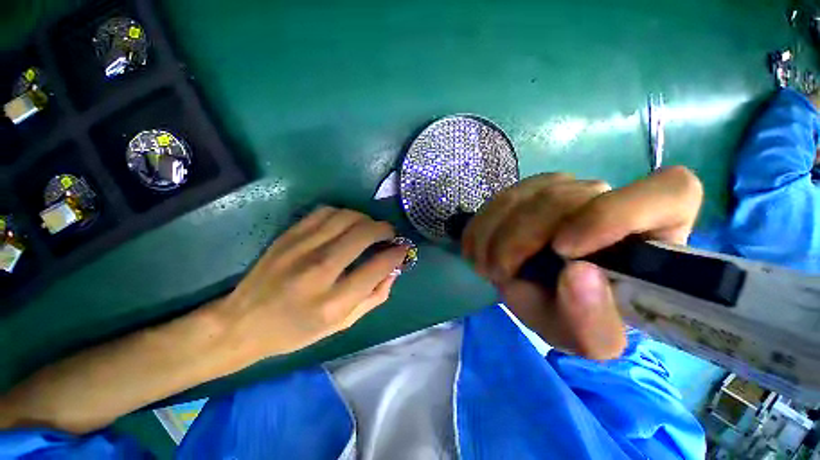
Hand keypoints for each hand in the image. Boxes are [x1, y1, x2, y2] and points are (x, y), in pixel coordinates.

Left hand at [215, 207, 407, 358]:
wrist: (242, 323)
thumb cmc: (295, 331)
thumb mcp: (341, 325)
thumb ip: (374, 297)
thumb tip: (394, 270)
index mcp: (333, 302)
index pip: (378, 266)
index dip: (397, 254)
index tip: (403, 249)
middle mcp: (318, 271)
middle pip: (364, 233)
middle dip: (385, 229)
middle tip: (389, 235)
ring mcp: (300, 249)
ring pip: (347, 217)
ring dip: (366, 219)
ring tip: (369, 228)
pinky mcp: (289, 236)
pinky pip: (325, 212)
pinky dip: (344, 214)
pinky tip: (346, 224)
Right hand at [462, 166, 702, 359]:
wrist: (543, 294)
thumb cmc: (577, 317)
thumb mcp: (587, 338)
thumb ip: (591, 319)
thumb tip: (576, 273)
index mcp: (656, 233)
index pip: (671, 191)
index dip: (615, 214)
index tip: (565, 251)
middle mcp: (610, 198)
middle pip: (565, 198)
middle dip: (520, 239)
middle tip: (498, 273)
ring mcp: (564, 188)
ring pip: (524, 195)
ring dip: (494, 234)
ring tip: (486, 266)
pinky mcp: (528, 190)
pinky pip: (499, 199)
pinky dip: (481, 226)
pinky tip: (477, 249)